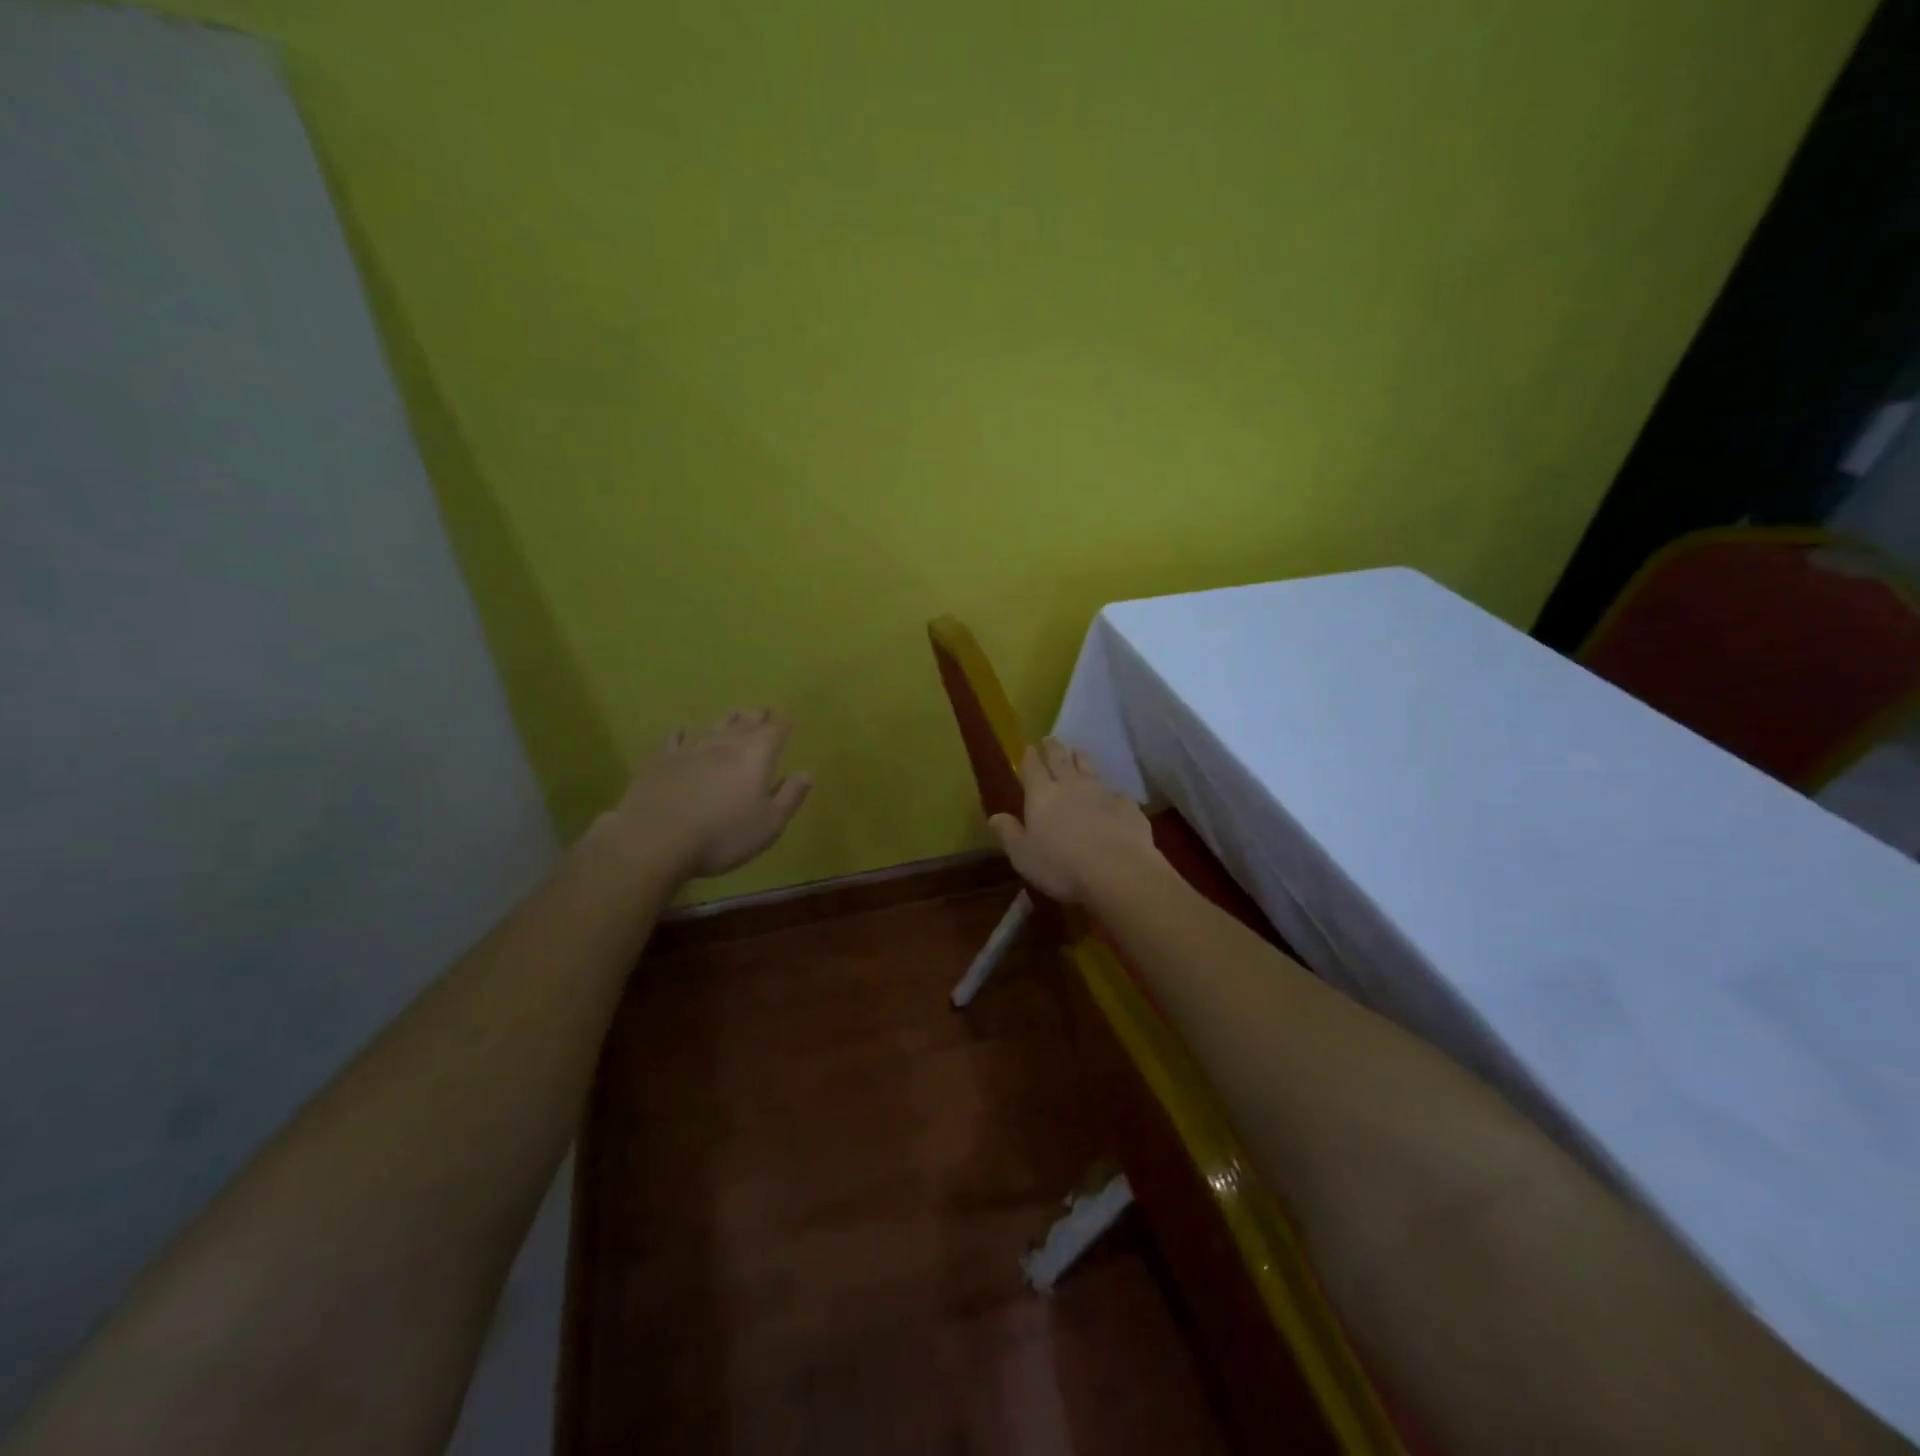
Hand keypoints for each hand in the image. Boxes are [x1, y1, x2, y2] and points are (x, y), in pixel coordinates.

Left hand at [606, 710, 812, 880]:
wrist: (656, 839)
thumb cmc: (723, 834)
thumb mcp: (769, 824)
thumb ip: (790, 796)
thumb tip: (806, 772)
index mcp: (755, 756)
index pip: (775, 730)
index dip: (783, 725)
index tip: (788, 721)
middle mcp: (725, 743)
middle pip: (745, 722)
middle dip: (756, 716)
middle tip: (762, 712)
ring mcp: (691, 748)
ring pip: (714, 725)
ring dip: (727, 719)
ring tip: (734, 715)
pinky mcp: (662, 759)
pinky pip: (676, 738)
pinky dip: (685, 733)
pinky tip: (683, 732)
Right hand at [989, 739, 1160, 903]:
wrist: (1116, 870)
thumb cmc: (1060, 866)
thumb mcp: (1023, 855)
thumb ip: (1009, 833)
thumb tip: (994, 817)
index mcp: (1042, 795)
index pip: (1033, 769)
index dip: (1030, 757)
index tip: (1029, 747)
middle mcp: (1071, 786)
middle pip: (1061, 760)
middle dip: (1054, 748)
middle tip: (1051, 738)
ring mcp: (1101, 793)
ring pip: (1089, 768)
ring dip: (1082, 758)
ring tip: (1078, 751)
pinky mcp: (1127, 806)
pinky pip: (1117, 793)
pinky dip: (1112, 792)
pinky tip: (1114, 796)